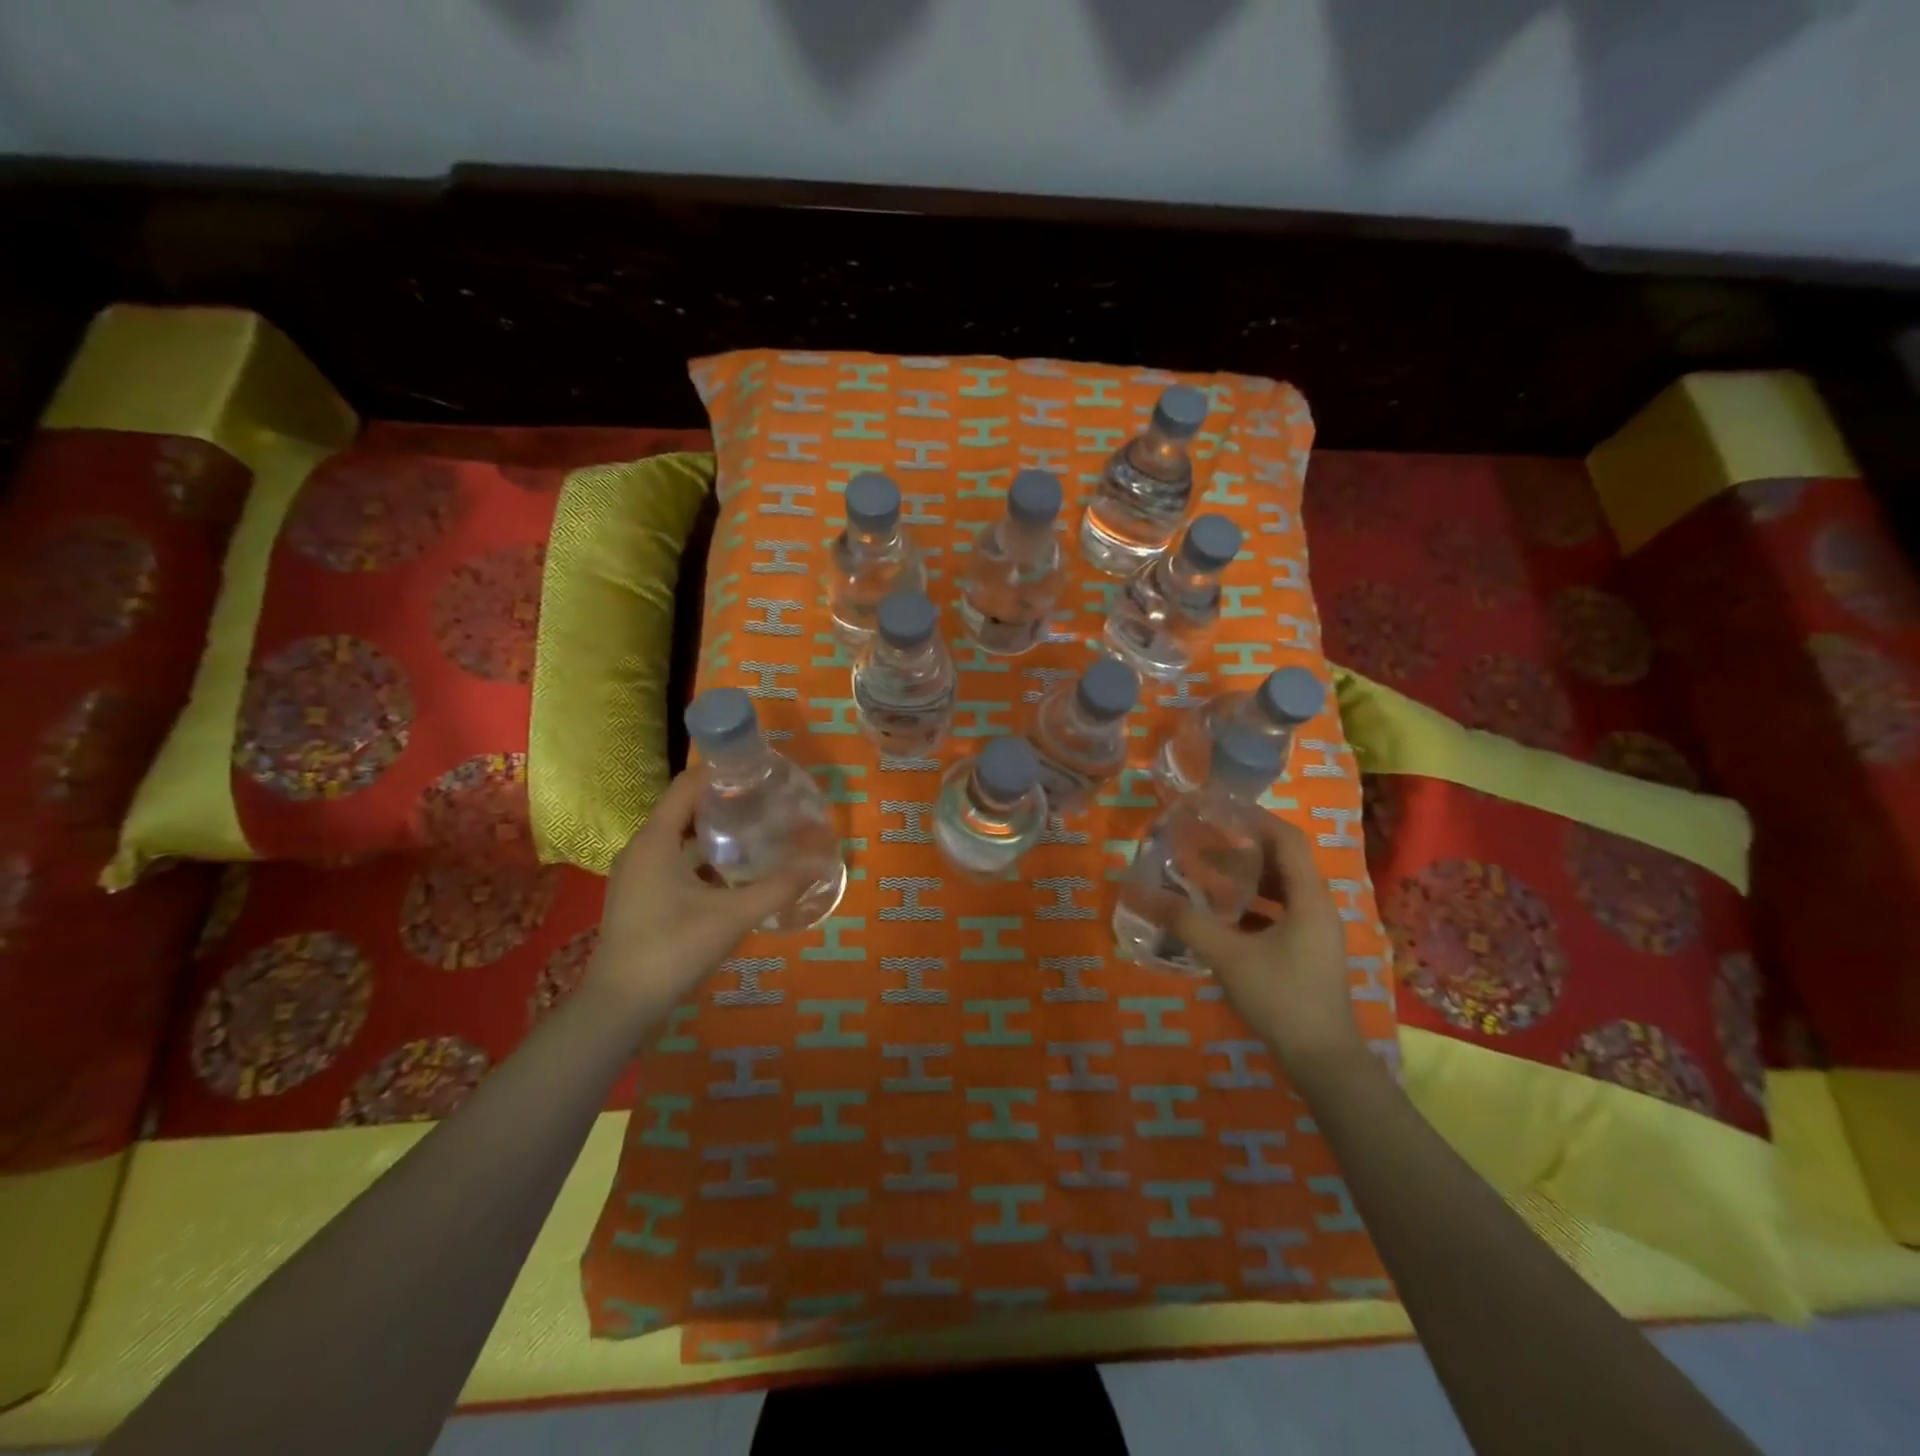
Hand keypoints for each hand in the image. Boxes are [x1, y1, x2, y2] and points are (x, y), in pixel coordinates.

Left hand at [586, 767, 811, 1016]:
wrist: (619, 1006)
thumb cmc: (672, 950)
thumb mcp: (732, 916)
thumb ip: (777, 888)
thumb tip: (820, 864)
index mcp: (655, 840)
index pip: (687, 785)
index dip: (720, 771)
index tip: (758, 769)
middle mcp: (640, 848)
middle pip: (682, 808)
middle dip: (722, 799)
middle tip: (764, 798)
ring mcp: (636, 874)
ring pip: (677, 836)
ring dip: (711, 828)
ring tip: (754, 827)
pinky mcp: (638, 895)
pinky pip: (672, 859)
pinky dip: (700, 855)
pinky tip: (731, 870)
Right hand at [1175, 814, 1363, 1075]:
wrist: (1322, 1059)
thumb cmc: (1281, 998)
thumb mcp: (1228, 956)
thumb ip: (1186, 922)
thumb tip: (1142, 894)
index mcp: (1309, 898)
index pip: (1287, 839)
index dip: (1256, 818)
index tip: (1220, 809)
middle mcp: (1317, 907)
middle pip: (1284, 860)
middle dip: (1245, 846)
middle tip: (1205, 837)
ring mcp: (1314, 931)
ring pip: (1281, 888)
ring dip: (1248, 876)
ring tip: (1208, 869)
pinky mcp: (1306, 951)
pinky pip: (1279, 912)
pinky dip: (1252, 904)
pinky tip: (1221, 913)